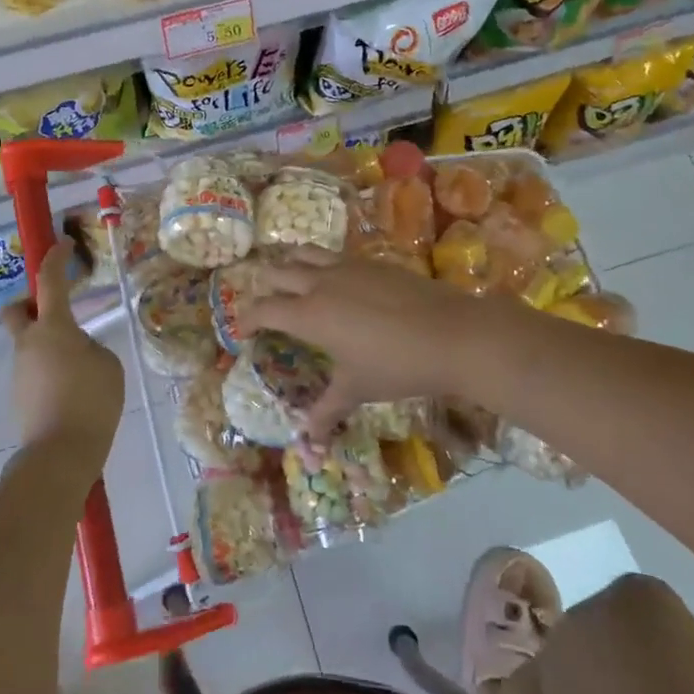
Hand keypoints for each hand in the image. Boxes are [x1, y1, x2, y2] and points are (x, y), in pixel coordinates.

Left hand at [1, 245, 124, 463]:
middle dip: (29, 303)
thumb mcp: (107, 364)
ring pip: (29, 345)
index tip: (62, 242)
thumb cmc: (92, 400)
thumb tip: (76, 350)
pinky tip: (73, 393)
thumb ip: (90, 347)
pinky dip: (50, 372)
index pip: (50, 281)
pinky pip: (35, 372)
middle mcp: (28, 344)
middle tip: (53, 309)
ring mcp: (20, 371)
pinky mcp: (19, 397)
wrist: (61, 453)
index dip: (56, 258)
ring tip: (82, 371)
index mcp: (53, 328)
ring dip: (49, 346)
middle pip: (16, 311)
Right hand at [239, 248, 503, 441]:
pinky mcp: (372, 261)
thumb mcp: (357, 388)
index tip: (241, 331)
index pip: (264, 309)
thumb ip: (327, 409)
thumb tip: (308, 439)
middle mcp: (321, 283)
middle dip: (264, 287)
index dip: (246, 319)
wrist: (453, 334)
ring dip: (289, 265)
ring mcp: (348, 266)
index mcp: (309, 314)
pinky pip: (335, 256)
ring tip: (291, 281)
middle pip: (277, 271)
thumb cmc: (397, 366)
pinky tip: (336, 283)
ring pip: (304, 253)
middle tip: (266, 305)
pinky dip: (322, 264)